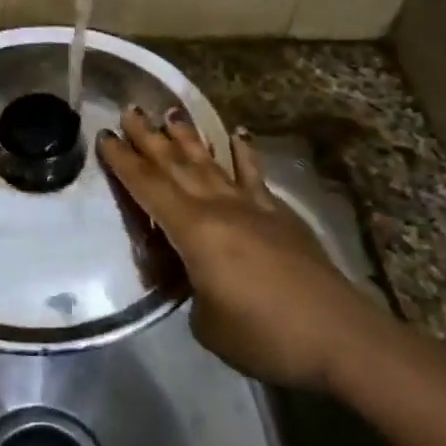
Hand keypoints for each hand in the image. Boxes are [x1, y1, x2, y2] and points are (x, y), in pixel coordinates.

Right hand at [97, 107, 360, 388]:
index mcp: (194, 230)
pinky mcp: (279, 215)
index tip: (105, 136)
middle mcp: (219, 207)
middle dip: (149, 138)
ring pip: (211, 162)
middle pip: (176, 165)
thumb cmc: (264, 335)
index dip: (124, 162)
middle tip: (129, 110)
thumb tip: (193, 275)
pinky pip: (254, 175)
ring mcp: (252, 206)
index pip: (149, 188)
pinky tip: (237, 134)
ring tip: (170, 112)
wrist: (340, 336)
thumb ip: (190, 289)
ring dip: (188, 137)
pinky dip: (243, 153)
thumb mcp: (206, 322)